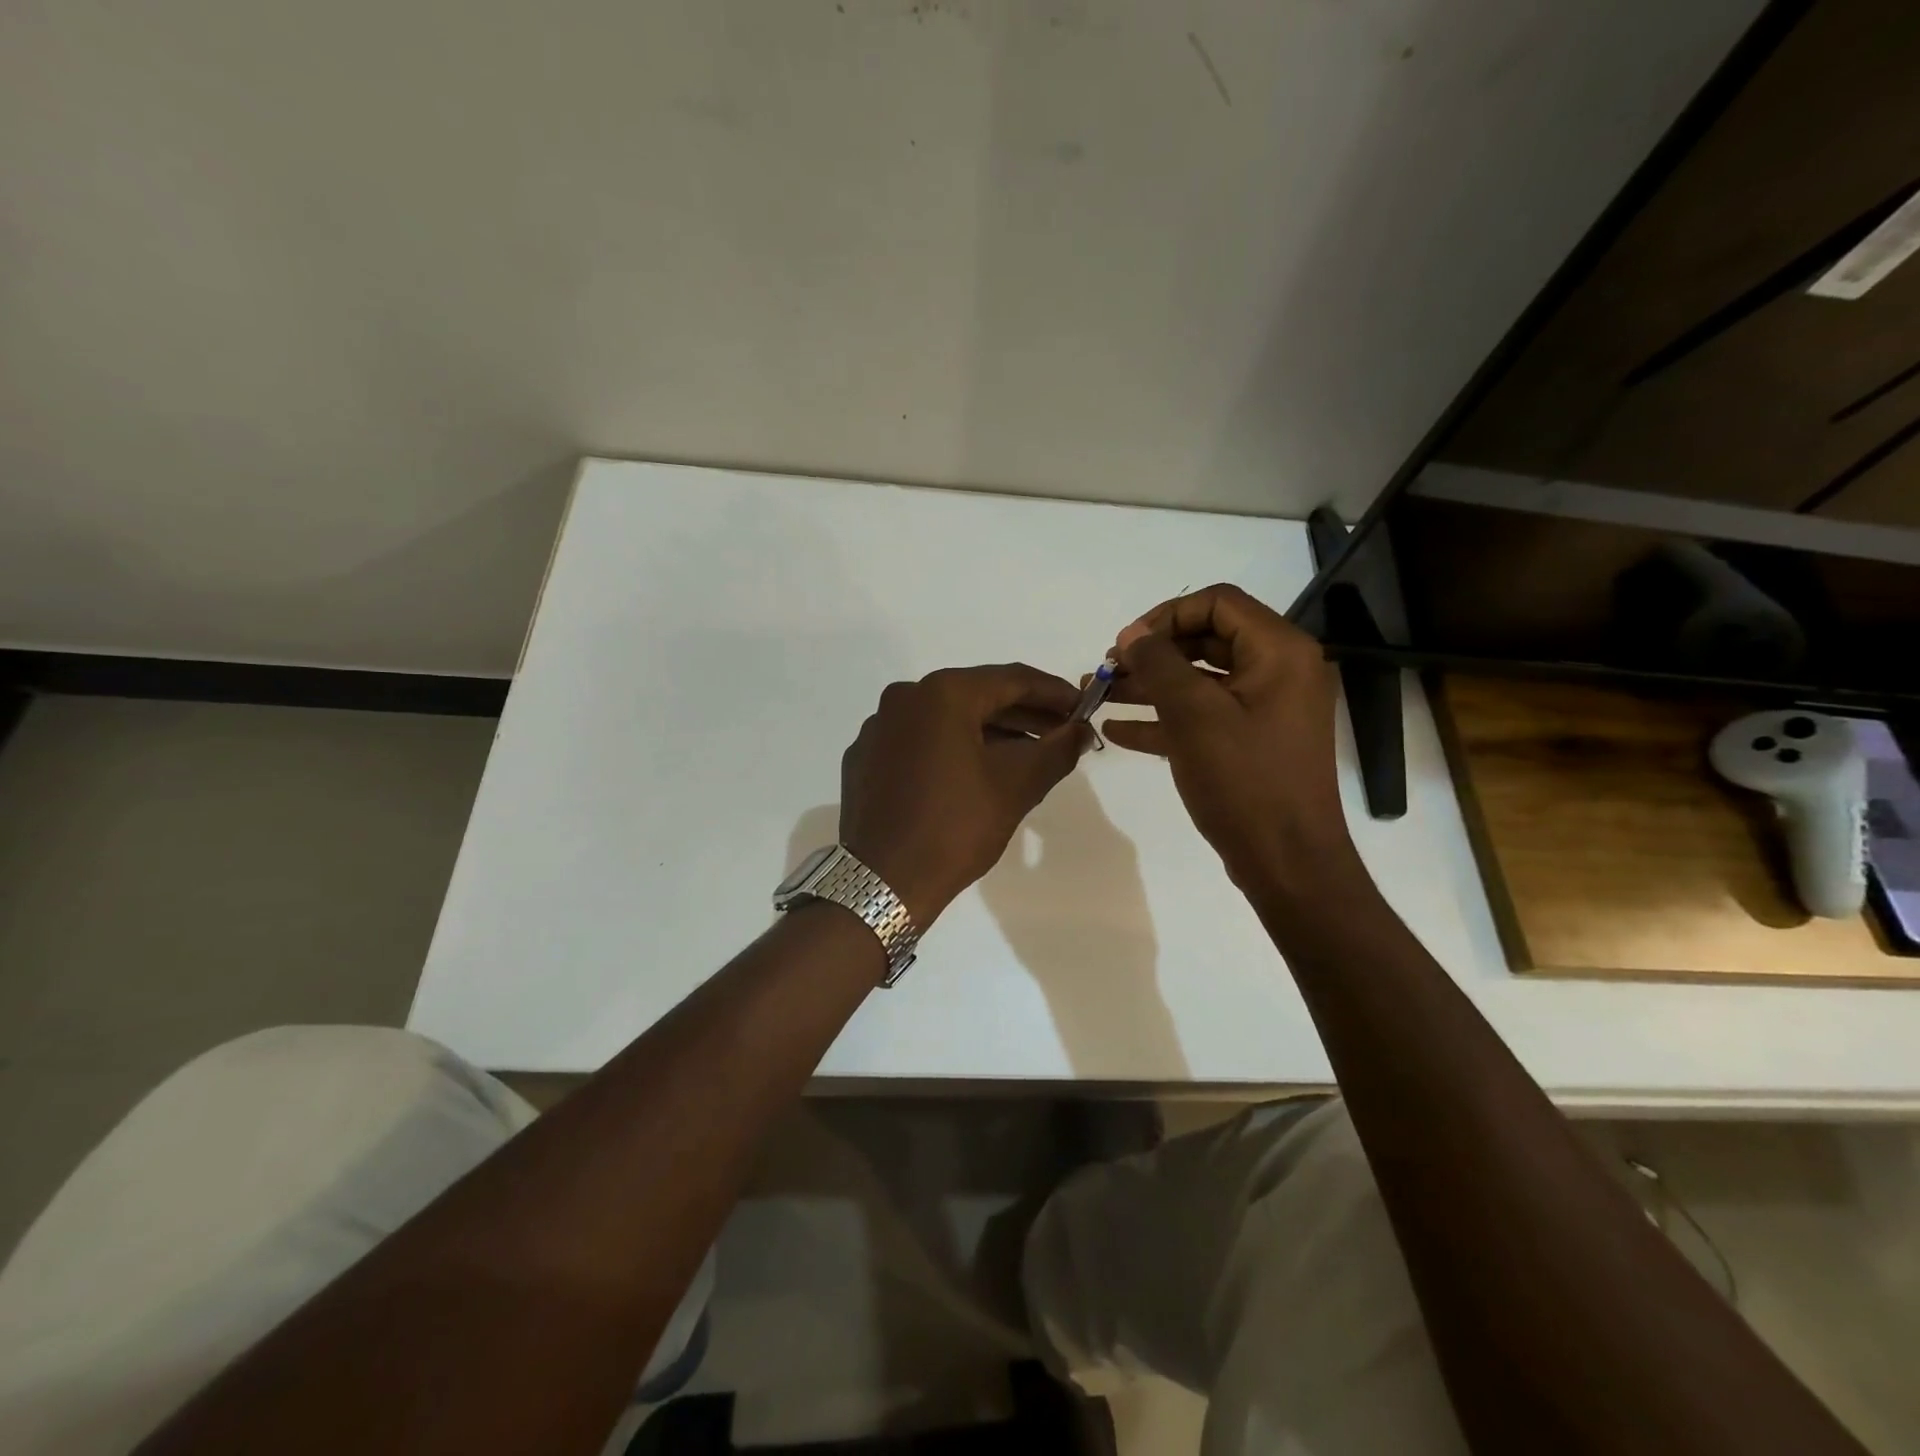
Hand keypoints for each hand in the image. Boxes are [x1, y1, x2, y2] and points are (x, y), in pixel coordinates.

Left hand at [839, 665, 1093, 925]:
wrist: (883, 882)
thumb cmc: (956, 827)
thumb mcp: (1017, 786)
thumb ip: (1057, 749)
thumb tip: (1081, 730)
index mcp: (942, 694)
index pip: (1012, 679)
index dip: (1054, 692)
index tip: (1084, 707)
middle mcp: (905, 698)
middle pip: (977, 696)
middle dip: (1024, 714)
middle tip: (1061, 731)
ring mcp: (879, 727)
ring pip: (947, 719)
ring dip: (990, 733)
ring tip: (1028, 755)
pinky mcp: (866, 757)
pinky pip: (920, 741)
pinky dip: (953, 749)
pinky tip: (975, 774)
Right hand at [1102, 584, 1355, 888]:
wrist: (1286, 862)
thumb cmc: (1244, 780)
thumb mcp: (1193, 715)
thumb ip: (1159, 664)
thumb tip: (1133, 633)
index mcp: (1278, 651)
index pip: (1217, 603)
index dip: (1165, 615)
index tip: (1125, 644)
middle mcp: (1277, 671)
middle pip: (1205, 640)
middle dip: (1152, 653)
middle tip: (1107, 670)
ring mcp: (1264, 708)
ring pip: (1199, 680)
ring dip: (1149, 685)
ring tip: (1099, 695)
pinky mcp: (1250, 741)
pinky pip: (1203, 716)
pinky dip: (1164, 719)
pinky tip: (1117, 730)